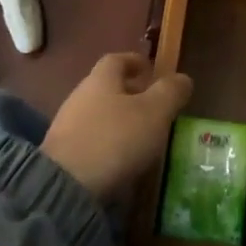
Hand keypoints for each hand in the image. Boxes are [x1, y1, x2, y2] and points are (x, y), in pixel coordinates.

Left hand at [42, 52, 192, 201]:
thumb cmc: (115, 139)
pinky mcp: (62, 154)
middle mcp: (80, 95)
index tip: (152, 70)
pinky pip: (90, 139)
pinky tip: (120, 159)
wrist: (66, 186)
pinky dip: (107, 142)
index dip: (136, 61)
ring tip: (141, 136)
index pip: (118, 59)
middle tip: (153, 106)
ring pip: (99, 113)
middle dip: (130, 93)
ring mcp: (67, 125)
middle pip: (107, 86)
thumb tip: (183, 78)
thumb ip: (171, 92)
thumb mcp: (154, 112)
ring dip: (119, 120)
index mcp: (101, 79)